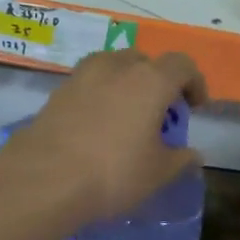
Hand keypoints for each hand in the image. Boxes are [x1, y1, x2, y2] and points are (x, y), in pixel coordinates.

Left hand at [6, 49, 206, 228]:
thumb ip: (180, 159)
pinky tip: (98, 125)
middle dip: (158, 81)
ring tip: (127, 115)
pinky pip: (89, 83)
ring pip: (114, 67)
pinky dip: (101, 95)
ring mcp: (83, 75)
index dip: (194, 82)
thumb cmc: (113, 172)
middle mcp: (118, 67)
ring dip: (126, 84)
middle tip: (160, 112)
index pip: (182, 65)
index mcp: (151, 80)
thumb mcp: (158, 173)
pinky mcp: (58, 91)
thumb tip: (192, 154)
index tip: (195, 107)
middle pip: (145, 61)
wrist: (43, 178)